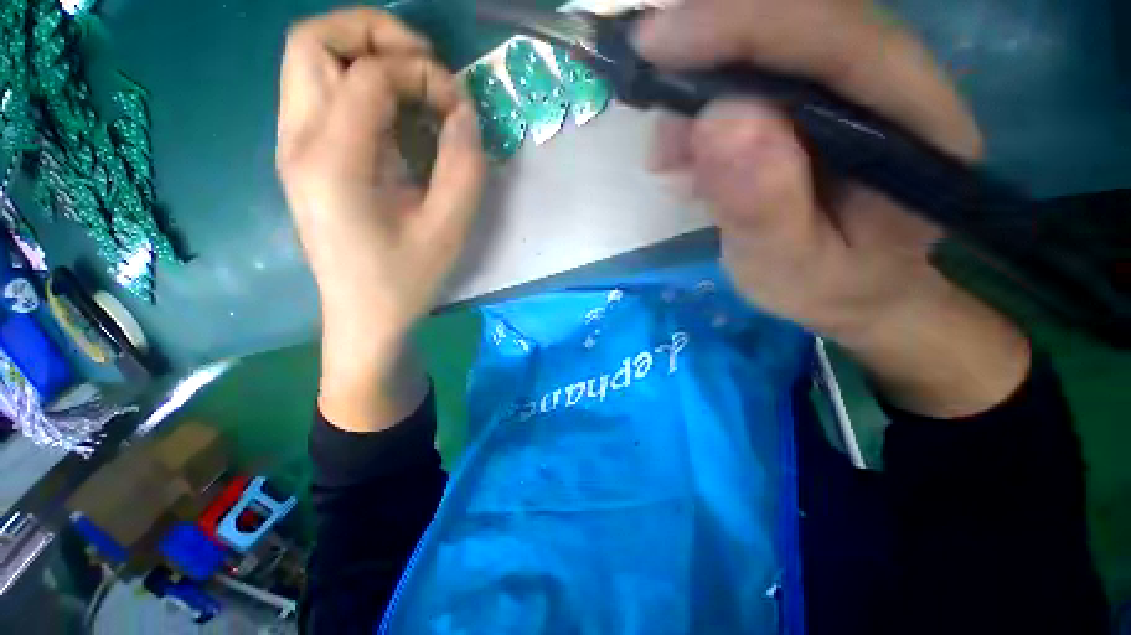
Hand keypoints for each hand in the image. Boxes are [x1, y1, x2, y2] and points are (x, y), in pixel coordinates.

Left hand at [277, 8, 486, 429]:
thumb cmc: (406, 280)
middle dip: (374, 34)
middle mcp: (296, 142)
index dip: (422, 74)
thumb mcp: (449, 229)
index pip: (369, 74)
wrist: (363, 316)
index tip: (458, 106)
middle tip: (423, 66)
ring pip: (310, 59)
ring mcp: (291, 147)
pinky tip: (396, 116)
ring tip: (413, 85)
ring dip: (365, 54)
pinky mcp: (302, 157)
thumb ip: (463, 167)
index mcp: (332, 162)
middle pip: (312, 40)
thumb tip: (463, 113)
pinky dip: (360, 83)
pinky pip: (320, 91)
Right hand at [635, 0, 1029, 416]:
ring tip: (671, 156)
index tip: (661, 41)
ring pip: (772, 43)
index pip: (838, 41)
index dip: (747, 25)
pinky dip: (704, 104)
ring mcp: (853, 86)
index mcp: (916, 127)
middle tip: (653, 96)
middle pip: (802, 20)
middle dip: (712, 46)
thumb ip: (762, 206)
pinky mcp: (816, 98)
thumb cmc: (827, 287)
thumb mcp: (788, 267)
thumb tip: (717, 121)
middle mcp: (894, 84)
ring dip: (701, 83)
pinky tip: (687, 158)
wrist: (850, 288)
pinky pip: (754, 74)